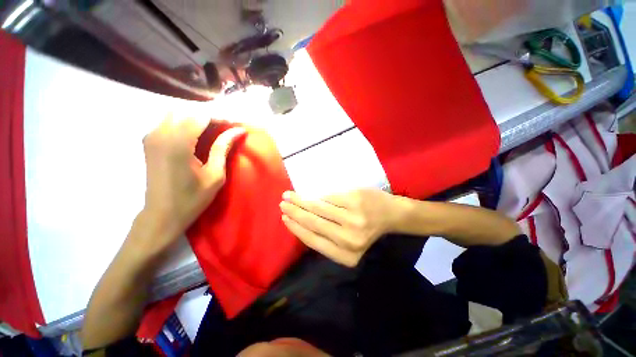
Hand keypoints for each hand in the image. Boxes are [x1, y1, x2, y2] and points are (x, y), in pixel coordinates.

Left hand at [140, 114, 244, 251]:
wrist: (161, 215)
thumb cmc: (192, 198)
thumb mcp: (215, 174)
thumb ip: (223, 148)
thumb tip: (238, 131)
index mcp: (178, 143)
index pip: (201, 116)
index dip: (220, 117)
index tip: (235, 124)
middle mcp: (160, 134)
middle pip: (186, 110)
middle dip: (208, 115)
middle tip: (225, 127)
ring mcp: (151, 136)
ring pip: (175, 112)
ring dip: (195, 117)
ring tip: (213, 129)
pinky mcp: (148, 141)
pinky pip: (166, 121)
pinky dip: (183, 122)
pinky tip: (195, 133)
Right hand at [280, 189, 404, 266]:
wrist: (390, 214)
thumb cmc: (366, 229)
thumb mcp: (347, 242)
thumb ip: (326, 238)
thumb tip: (300, 223)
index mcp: (345, 255)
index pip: (312, 240)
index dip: (295, 228)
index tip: (284, 218)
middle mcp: (349, 240)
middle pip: (313, 223)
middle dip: (294, 212)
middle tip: (283, 203)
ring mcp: (353, 219)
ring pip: (318, 208)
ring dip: (301, 201)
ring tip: (290, 196)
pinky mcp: (355, 200)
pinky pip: (329, 197)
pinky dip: (318, 195)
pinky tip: (309, 194)